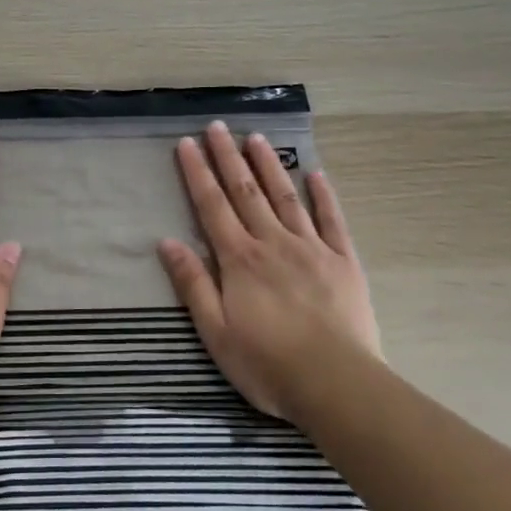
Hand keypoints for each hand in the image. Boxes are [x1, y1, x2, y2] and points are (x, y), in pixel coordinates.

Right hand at [158, 120, 381, 422]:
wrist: (337, 384)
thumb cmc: (267, 364)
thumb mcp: (216, 332)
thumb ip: (193, 284)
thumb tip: (167, 242)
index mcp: (239, 260)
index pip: (212, 206)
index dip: (198, 173)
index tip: (188, 143)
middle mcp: (272, 243)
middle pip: (246, 192)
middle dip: (229, 157)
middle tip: (218, 126)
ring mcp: (311, 248)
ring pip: (285, 197)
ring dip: (268, 166)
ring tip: (256, 138)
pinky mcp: (344, 262)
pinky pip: (332, 220)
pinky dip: (323, 195)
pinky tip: (315, 173)